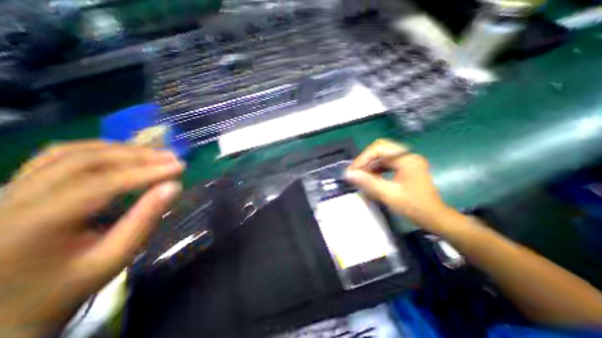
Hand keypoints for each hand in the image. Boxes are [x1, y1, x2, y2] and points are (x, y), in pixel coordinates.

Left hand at [0, 139, 183, 337]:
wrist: (6, 309)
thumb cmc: (68, 286)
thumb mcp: (115, 257)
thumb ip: (146, 219)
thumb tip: (174, 187)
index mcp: (32, 226)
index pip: (102, 184)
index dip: (147, 172)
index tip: (180, 167)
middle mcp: (10, 201)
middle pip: (85, 161)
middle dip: (137, 156)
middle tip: (172, 157)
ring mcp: (8, 190)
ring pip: (71, 152)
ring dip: (121, 149)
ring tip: (155, 153)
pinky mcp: (17, 187)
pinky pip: (59, 156)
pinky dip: (99, 149)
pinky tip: (124, 153)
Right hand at [346, 139, 448, 230]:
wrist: (434, 217)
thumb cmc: (414, 207)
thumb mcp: (388, 194)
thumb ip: (367, 182)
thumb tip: (348, 174)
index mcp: (406, 159)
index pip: (379, 148)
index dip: (363, 158)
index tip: (353, 171)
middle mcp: (407, 156)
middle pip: (379, 150)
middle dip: (365, 160)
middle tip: (356, 173)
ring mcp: (406, 161)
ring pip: (381, 156)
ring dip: (369, 165)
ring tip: (361, 177)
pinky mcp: (404, 167)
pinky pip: (385, 163)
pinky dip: (375, 169)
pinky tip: (371, 178)